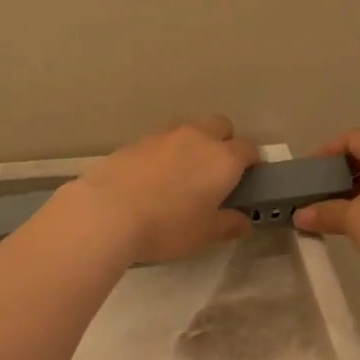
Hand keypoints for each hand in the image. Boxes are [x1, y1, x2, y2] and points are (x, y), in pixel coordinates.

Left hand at [72, 115, 259, 263]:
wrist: (108, 212)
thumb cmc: (167, 226)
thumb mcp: (203, 234)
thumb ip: (227, 224)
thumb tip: (243, 223)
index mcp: (223, 159)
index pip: (249, 148)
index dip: (251, 162)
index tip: (246, 179)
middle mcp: (198, 137)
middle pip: (220, 125)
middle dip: (224, 141)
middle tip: (215, 172)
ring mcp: (165, 134)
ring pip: (189, 128)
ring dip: (194, 142)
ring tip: (182, 172)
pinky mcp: (137, 140)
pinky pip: (161, 139)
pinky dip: (165, 151)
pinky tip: (153, 176)